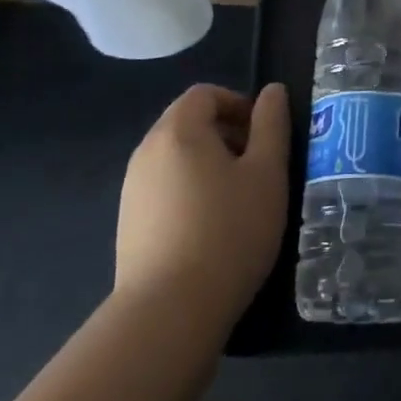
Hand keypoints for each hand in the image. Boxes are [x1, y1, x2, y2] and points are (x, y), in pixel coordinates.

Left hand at [116, 83, 289, 323]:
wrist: (170, 309)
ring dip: (208, 164)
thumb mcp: (267, 173)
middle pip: (187, 123)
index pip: (204, 94)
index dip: (238, 104)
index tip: (264, 135)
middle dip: (225, 134)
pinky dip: (189, 191)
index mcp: (179, 131)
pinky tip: (211, 228)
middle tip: (258, 167)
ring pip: (175, 157)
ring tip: (238, 200)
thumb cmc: (230, 230)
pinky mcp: (127, 223)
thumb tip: (273, 91)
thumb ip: (272, 125)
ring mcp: (131, 189)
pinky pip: (163, 188)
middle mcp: (146, 151)